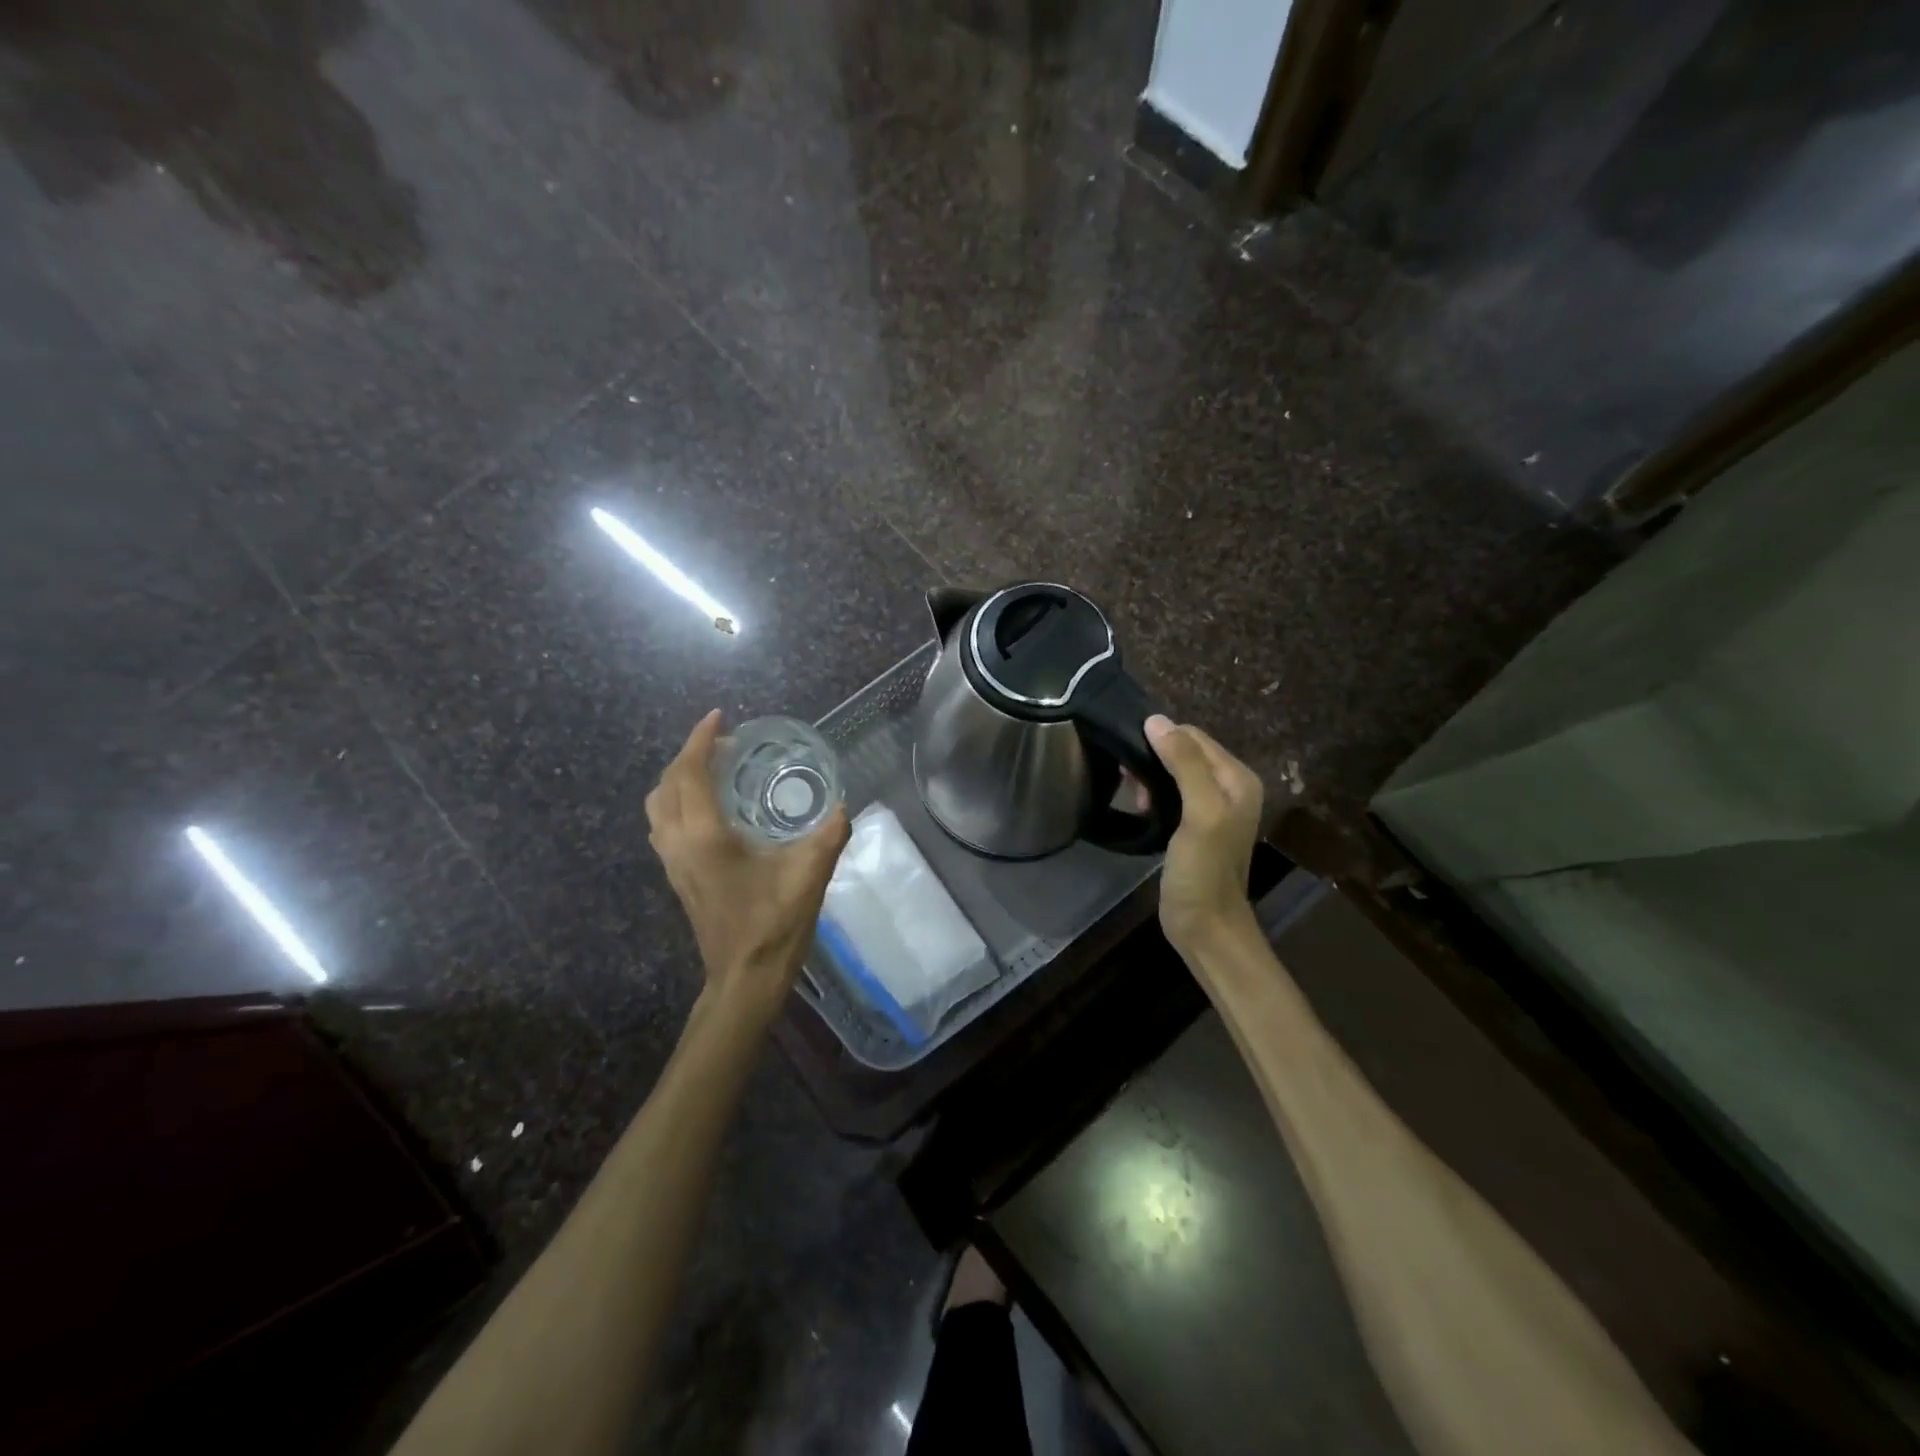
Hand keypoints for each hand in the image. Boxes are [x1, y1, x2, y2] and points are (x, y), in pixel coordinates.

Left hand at [646, 711, 850, 1016]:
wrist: (745, 978)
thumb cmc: (774, 924)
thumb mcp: (810, 874)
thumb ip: (829, 834)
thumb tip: (843, 805)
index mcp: (705, 836)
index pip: (690, 773)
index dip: (700, 739)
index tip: (719, 716)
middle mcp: (679, 843)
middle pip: (667, 784)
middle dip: (689, 755)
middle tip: (725, 743)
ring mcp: (673, 862)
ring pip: (659, 806)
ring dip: (679, 779)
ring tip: (714, 769)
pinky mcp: (678, 877)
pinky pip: (665, 825)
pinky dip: (679, 802)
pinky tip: (711, 808)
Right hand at [1145, 715, 1263, 953]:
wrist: (1205, 926)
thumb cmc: (1203, 870)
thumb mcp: (1199, 813)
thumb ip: (1184, 765)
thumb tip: (1155, 720)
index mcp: (1237, 778)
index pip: (1194, 736)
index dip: (1162, 740)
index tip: (1132, 760)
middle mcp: (1229, 787)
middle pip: (1184, 751)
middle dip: (1153, 759)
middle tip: (1131, 782)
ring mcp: (1211, 808)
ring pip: (1173, 772)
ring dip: (1150, 778)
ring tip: (1136, 799)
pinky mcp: (1193, 826)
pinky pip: (1170, 794)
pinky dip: (1153, 795)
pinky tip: (1141, 809)